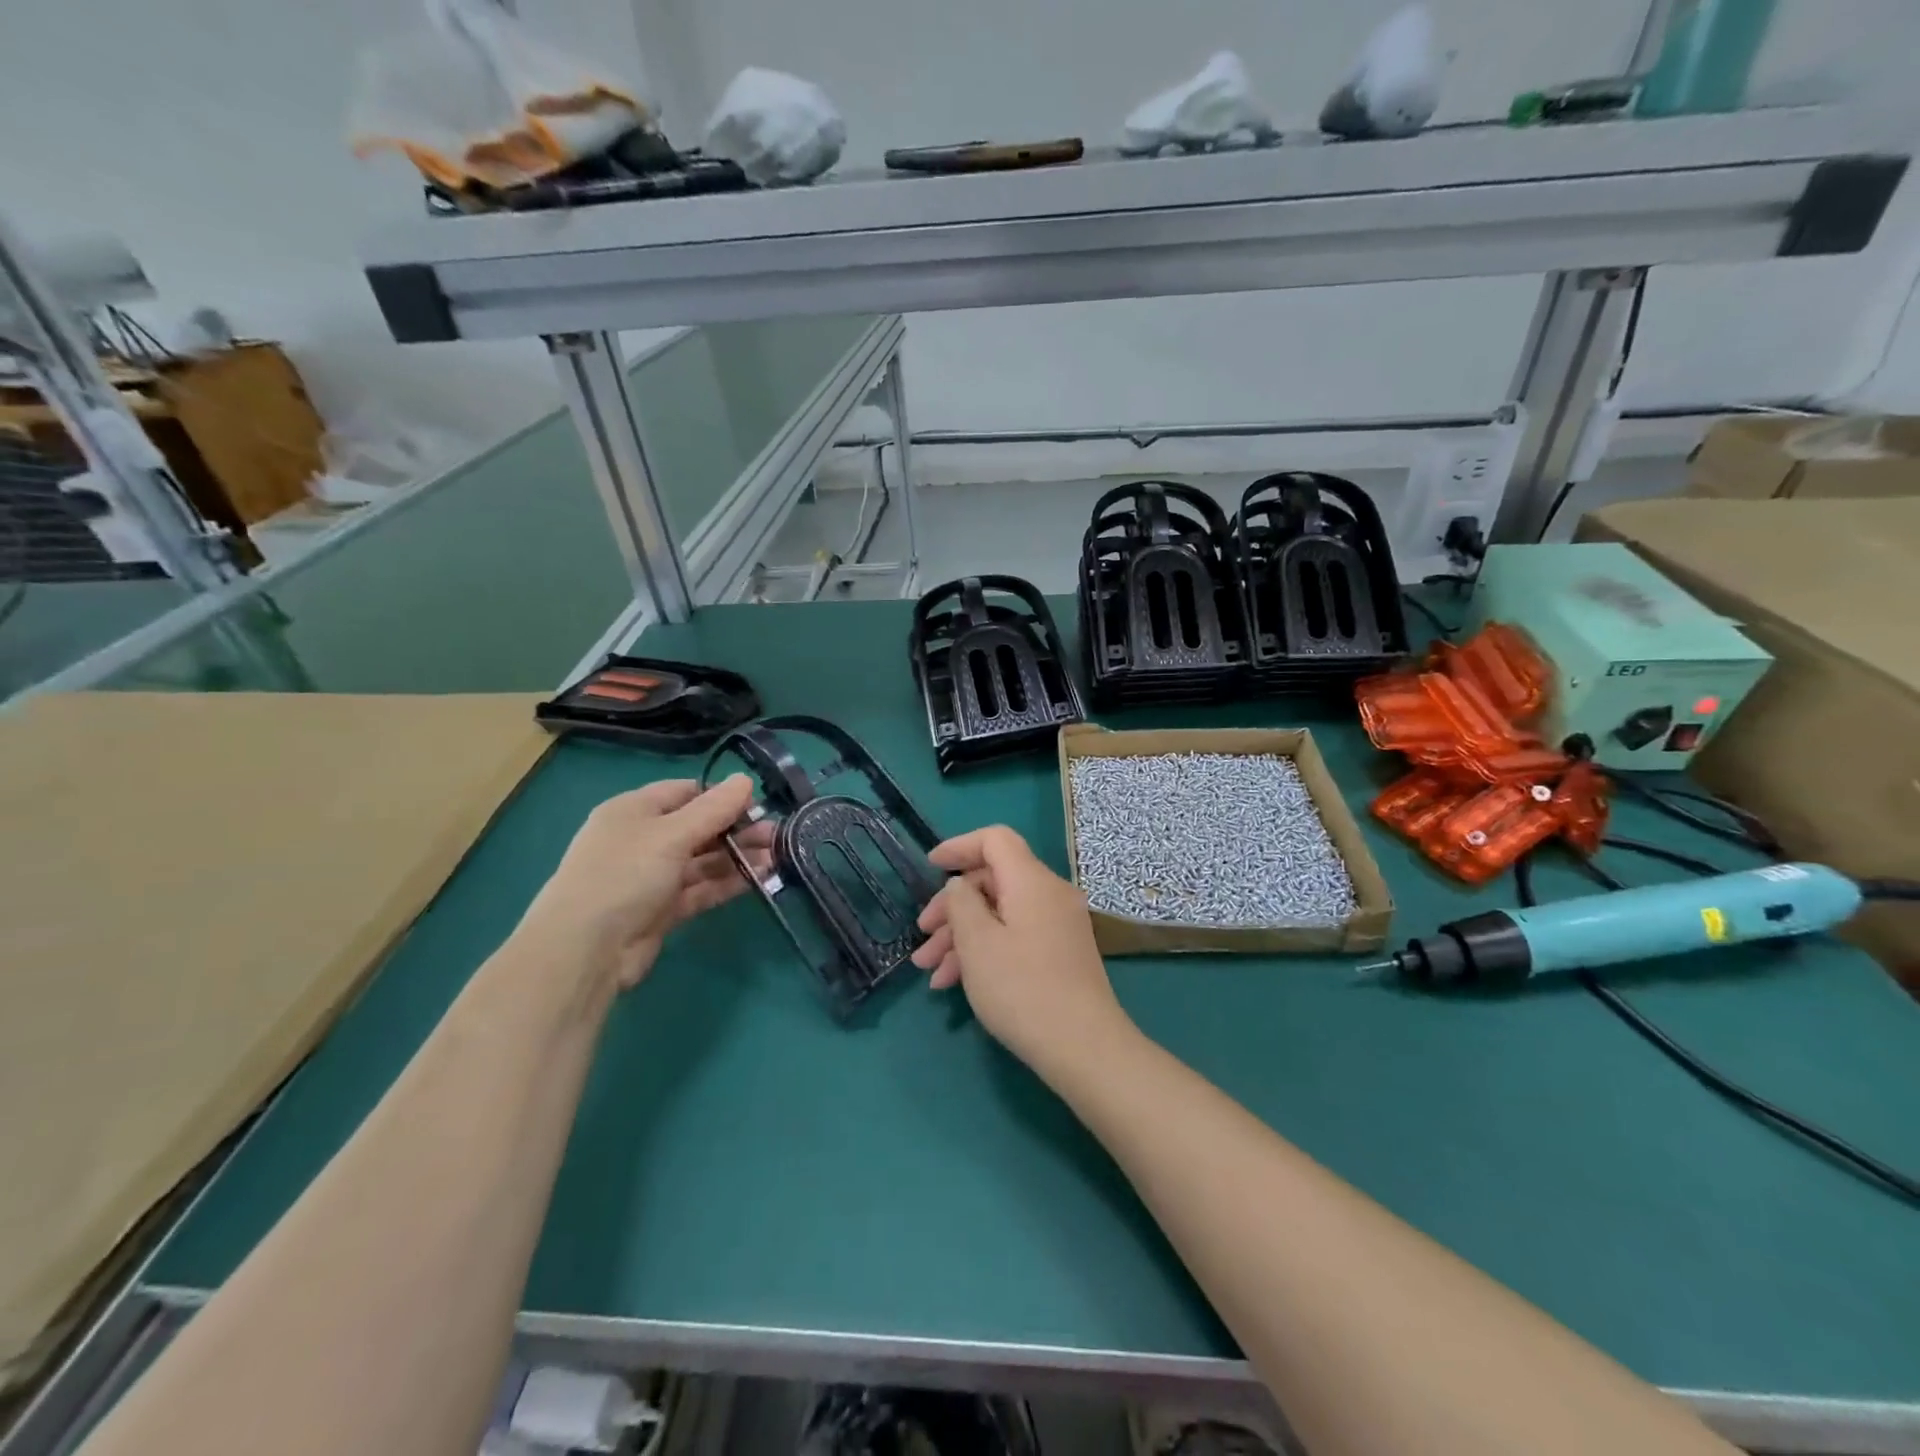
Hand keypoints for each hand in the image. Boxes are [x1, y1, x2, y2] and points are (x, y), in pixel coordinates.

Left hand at [515, 775, 771, 992]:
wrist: (585, 950)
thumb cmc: (624, 875)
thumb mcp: (671, 835)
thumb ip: (713, 809)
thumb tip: (745, 779)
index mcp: (634, 811)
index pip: (684, 792)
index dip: (720, 795)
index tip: (757, 803)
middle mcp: (642, 840)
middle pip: (698, 827)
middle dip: (736, 828)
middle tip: (776, 832)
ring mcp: (652, 876)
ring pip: (703, 860)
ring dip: (738, 856)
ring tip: (777, 854)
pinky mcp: (663, 910)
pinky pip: (701, 888)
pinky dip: (728, 882)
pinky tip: (760, 877)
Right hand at [911, 826, 1130, 1074]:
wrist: (1084, 1047)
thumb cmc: (1022, 989)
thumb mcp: (977, 943)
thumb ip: (961, 903)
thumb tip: (960, 885)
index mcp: (1031, 881)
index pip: (995, 840)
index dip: (959, 846)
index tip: (929, 867)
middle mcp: (1049, 894)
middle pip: (993, 880)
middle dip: (952, 907)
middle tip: (922, 936)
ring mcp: (1058, 925)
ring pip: (1000, 914)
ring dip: (962, 936)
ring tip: (929, 971)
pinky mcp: (1060, 953)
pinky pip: (1015, 936)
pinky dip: (985, 950)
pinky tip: (955, 983)